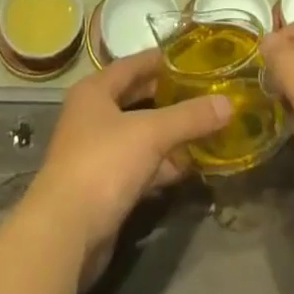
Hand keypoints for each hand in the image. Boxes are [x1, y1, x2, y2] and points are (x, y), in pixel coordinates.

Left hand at [21, 50, 232, 277]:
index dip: (163, 60)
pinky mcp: (105, 188)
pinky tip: (188, 167)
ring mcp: (98, 154)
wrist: (65, 235)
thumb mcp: (150, 134)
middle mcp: (93, 116)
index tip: (194, 58)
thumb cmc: (103, 164)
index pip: (134, 64)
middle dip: (170, 98)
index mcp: (96, 90)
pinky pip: (140, 166)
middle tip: (205, 92)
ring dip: (169, 135)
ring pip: (140, 135)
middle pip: (137, 99)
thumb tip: (228, 103)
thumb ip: (189, 117)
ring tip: (206, 128)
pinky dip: (162, 165)